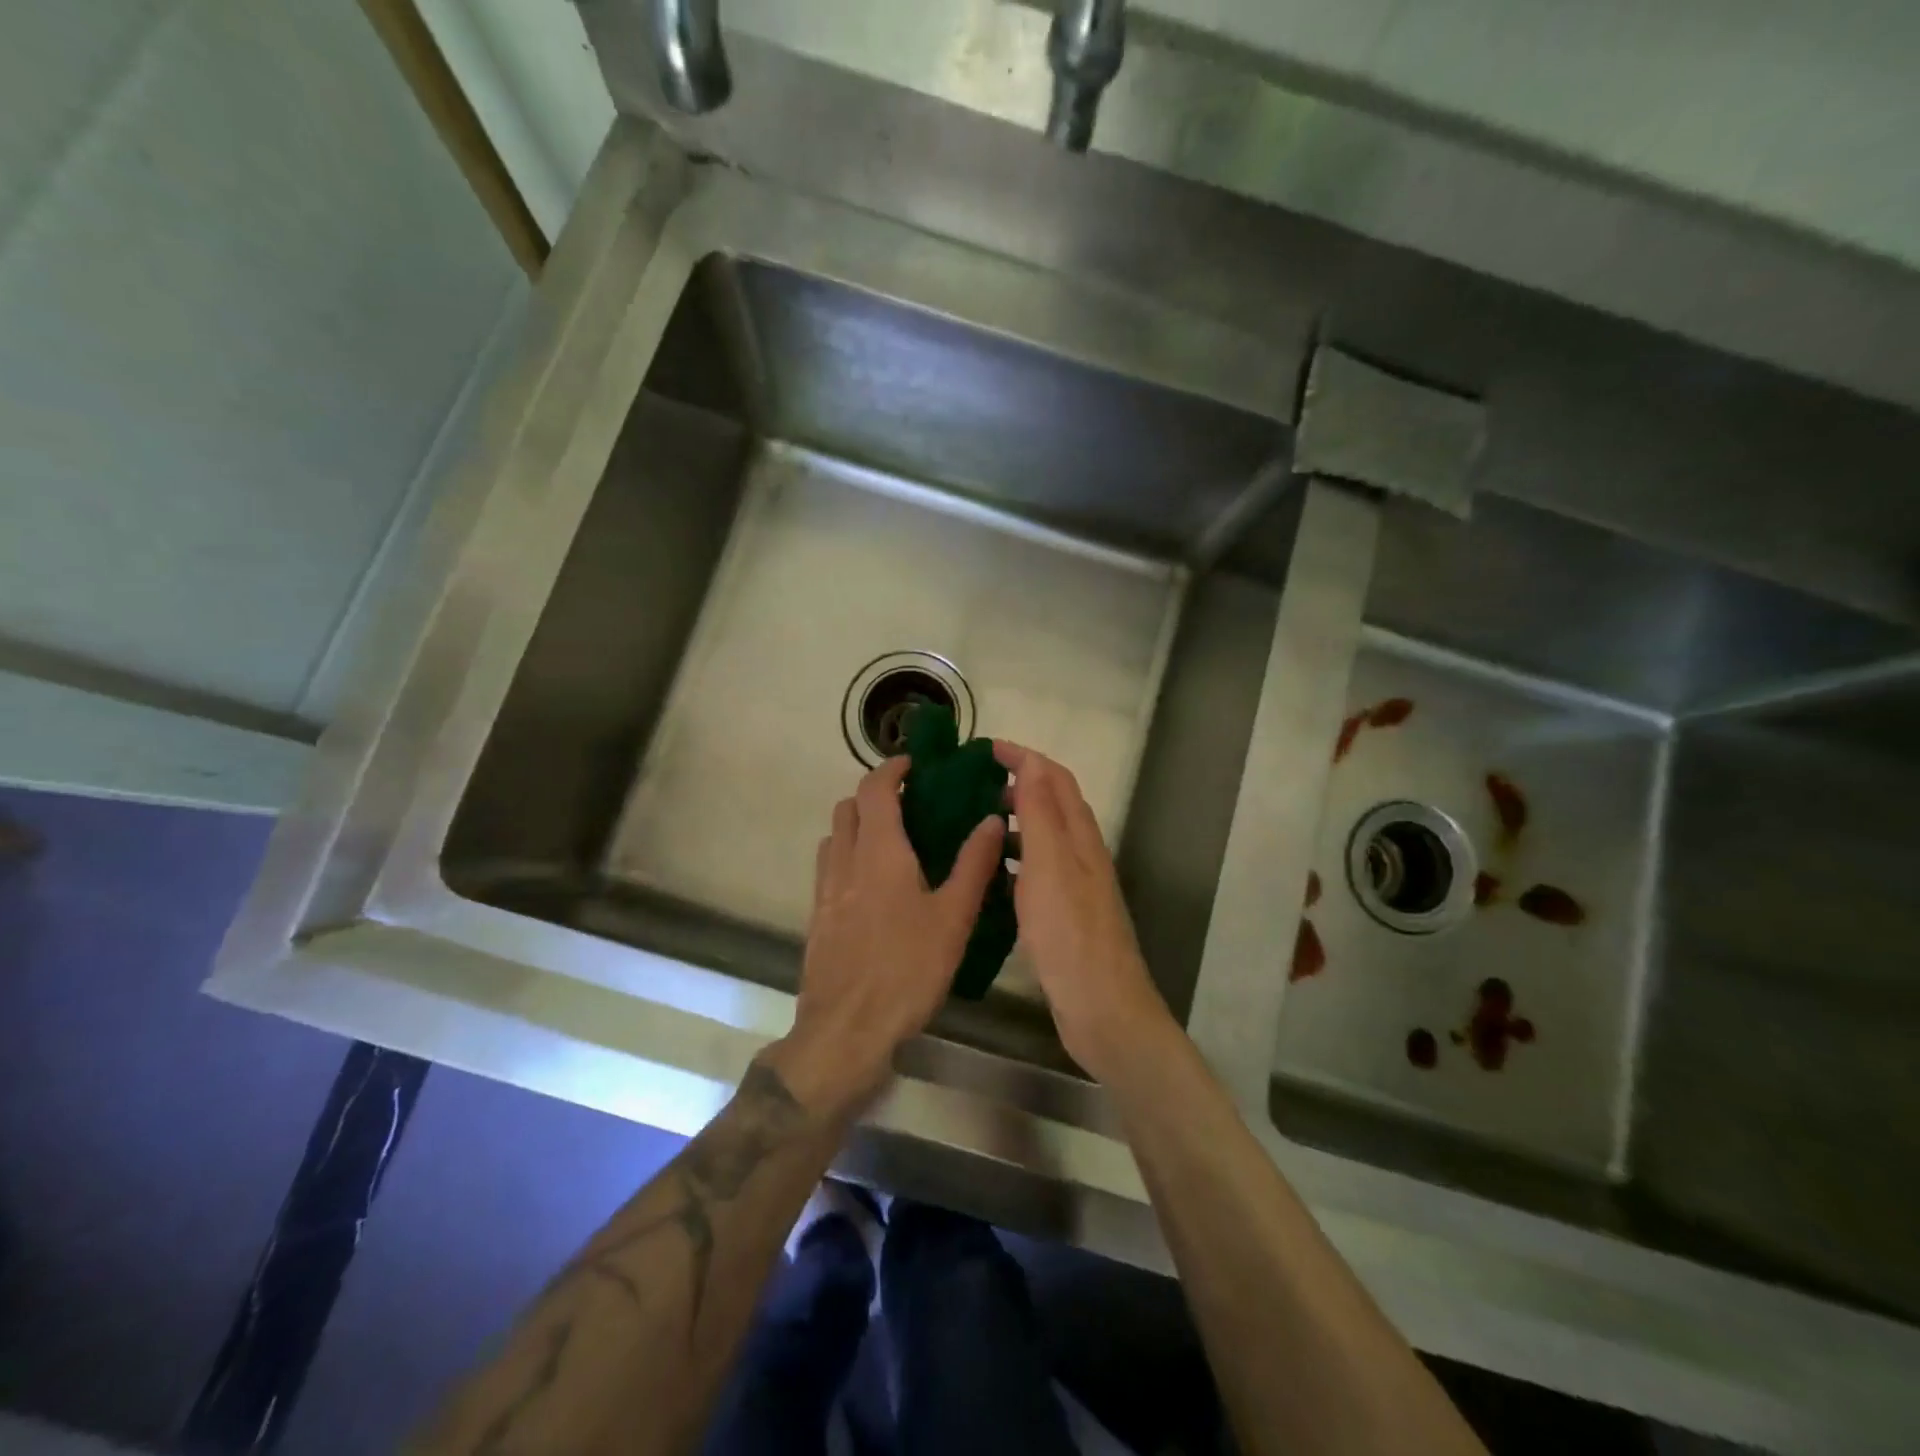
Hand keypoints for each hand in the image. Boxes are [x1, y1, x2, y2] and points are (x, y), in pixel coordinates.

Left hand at [767, 756, 1005, 1120]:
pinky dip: (847, 857)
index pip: (875, 789)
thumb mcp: (953, 918)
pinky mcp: (817, 919)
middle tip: (909, 806)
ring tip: (891, 843)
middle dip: (874, 796)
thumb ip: (974, 865)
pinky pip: (828, 869)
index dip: (891, 768)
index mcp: (879, 853)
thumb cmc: (907, 970)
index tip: (914, 765)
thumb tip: (992, 819)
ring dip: (857, 826)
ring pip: (834, 837)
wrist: (846, 1031)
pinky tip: (872, 888)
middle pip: (848, 808)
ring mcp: (825, 891)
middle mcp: (845, 862)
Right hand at [994, 742, 1175, 1081]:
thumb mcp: (1050, 866)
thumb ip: (1042, 813)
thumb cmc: (1071, 934)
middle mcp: (1081, 854)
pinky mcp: (1064, 914)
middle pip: (1052, 803)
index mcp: (1080, 837)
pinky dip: (1013, 858)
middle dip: (1016, 783)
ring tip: (971, 822)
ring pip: (1043, 837)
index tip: (983, 749)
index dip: (1023, 757)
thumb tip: (1032, 761)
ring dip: (1013, 820)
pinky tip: (987, 873)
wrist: (1103, 1008)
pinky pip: (1035, 871)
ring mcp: (1074, 886)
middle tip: (969, 785)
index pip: (1055, 778)